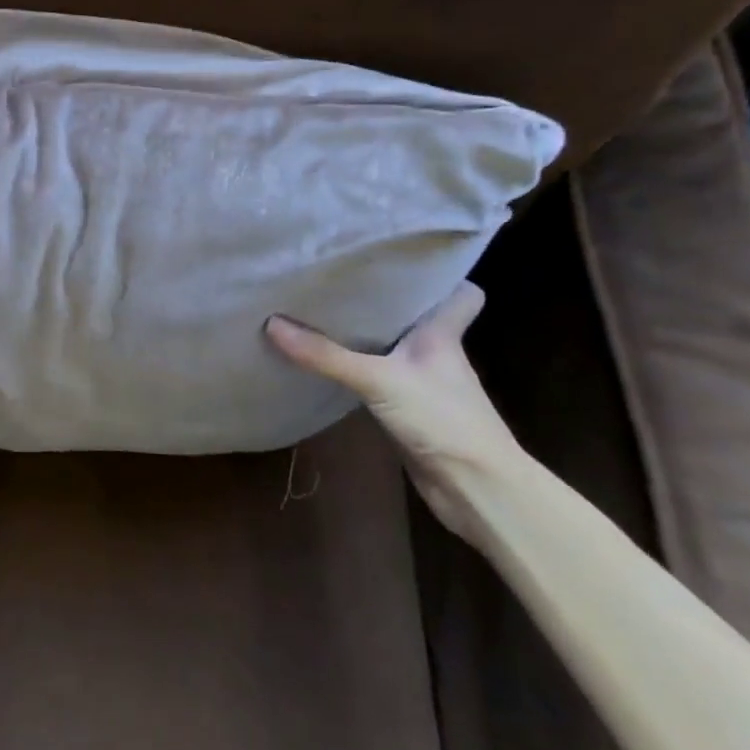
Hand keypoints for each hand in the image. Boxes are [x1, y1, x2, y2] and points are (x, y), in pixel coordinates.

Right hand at [265, 283, 522, 539]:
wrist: (477, 491)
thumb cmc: (443, 419)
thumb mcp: (379, 380)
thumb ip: (326, 355)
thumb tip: (271, 324)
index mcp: (442, 333)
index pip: (461, 293)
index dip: (441, 275)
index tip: (402, 258)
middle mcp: (436, 352)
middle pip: (415, 314)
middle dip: (385, 298)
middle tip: (340, 276)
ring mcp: (423, 382)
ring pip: (393, 346)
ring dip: (366, 334)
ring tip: (322, 310)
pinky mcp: (409, 410)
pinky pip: (378, 377)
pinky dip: (357, 369)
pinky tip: (327, 362)